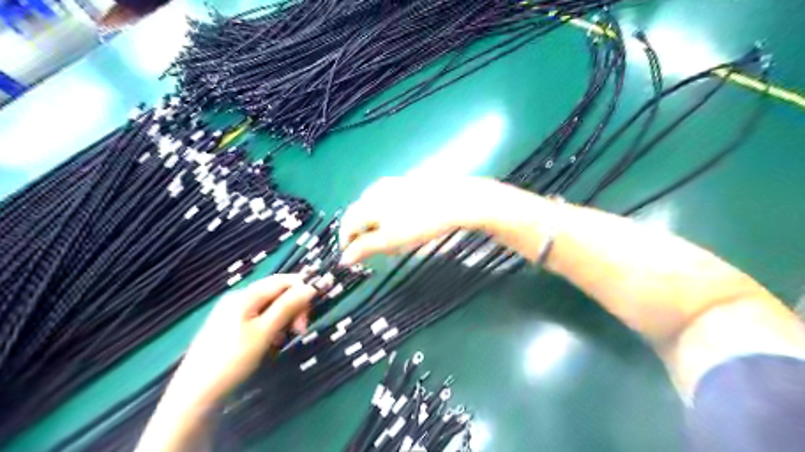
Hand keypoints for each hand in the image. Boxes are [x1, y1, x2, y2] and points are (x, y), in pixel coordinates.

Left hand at [167, 275, 313, 409]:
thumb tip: (311, 286)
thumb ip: (288, 306)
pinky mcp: (232, 327)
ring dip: (284, 319)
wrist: (195, 394)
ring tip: (283, 340)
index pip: (283, 280)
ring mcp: (234, 313)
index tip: (317, 305)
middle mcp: (240, 298)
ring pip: (270, 307)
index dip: (303, 288)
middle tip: (301, 330)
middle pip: (277, 293)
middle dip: (293, 307)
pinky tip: (271, 343)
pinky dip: (272, 328)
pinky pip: (260, 319)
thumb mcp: (264, 332)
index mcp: (246, 296)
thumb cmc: (232, 360)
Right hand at [338, 174, 514, 262]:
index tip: (352, 256)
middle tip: (375, 251)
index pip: (347, 224)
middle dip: (363, 234)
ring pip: (375, 208)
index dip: (347, 242)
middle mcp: (375, 190)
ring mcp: (392, 184)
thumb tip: (344, 259)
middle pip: (360, 214)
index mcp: (368, 203)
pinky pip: (389, 201)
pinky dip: (390, 216)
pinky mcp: (407, 183)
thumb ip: (365, 248)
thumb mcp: (391, 240)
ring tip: (392, 241)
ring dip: (377, 226)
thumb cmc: (420, 223)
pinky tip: (404, 225)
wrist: (455, 201)